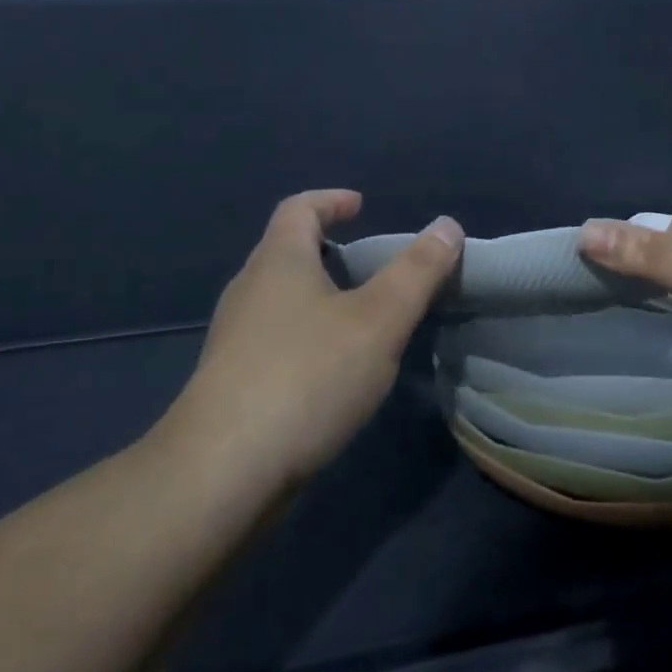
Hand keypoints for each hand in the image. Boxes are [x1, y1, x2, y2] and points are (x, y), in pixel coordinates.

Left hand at [174, 190, 463, 486]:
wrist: (223, 471)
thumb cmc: (307, 376)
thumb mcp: (378, 320)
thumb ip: (416, 272)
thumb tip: (447, 226)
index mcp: (278, 261)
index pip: (299, 207)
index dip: (331, 200)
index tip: (361, 206)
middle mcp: (248, 290)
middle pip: (286, 251)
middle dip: (327, 250)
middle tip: (369, 267)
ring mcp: (234, 338)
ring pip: (280, 299)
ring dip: (317, 296)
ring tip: (358, 319)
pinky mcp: (231, 381)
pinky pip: (274, 339)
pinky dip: (305, 335)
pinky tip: (330, 371)